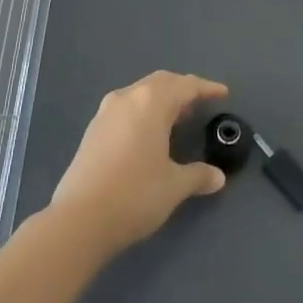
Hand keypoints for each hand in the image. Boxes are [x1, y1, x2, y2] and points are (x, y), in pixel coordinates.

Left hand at [51, 72, 229, 252]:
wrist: (79, 219)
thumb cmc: (134, 195)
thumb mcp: (174, 186)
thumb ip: (198, 176)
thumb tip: (218, 177)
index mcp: (151, 103)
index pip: (185, 86)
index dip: (206, 88)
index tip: (222, 93)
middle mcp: (127, 98)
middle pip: (160, 82)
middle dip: (182, 88)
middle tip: (200, 102)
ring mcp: (105, 113)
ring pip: (140, 93)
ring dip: (161, 99)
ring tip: (178, 116)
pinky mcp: (92, 130)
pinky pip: (126, 108)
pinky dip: (144, 111)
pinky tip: (150, 133)